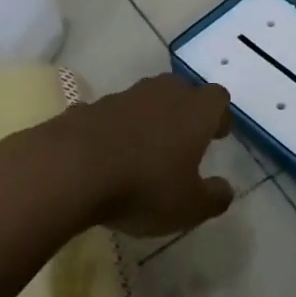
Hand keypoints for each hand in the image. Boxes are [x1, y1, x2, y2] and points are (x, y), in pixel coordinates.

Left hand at [32, 74, 235, 236]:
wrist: (70, 169)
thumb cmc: (144, 187)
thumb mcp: (189, 206)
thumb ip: (214, 197)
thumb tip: (225, 189)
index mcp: (195, 112)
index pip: (218, 98)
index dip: (220, 116)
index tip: (218, 135)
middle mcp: (164, 94)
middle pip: (182, 90)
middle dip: (185, 111)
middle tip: (184, 139)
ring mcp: (124, 97)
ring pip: (146, 99)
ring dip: (149, 118)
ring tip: (144, 150)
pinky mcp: (89, 107)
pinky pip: (112, 115)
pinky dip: (115, 130)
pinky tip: (107, 157)